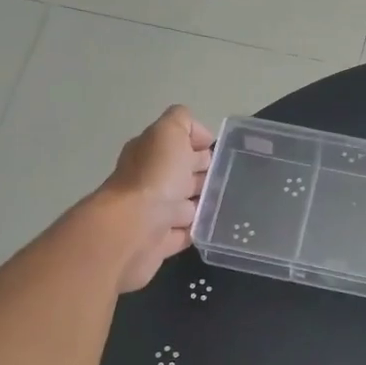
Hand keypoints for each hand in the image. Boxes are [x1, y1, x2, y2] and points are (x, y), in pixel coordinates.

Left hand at [94, 105, 214, 292]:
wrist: (134, 230)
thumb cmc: (155, 177)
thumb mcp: (168, 133)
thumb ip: (182, 122)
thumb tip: (198, 136)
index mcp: (150, 153)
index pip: (178, 144)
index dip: (199, 145)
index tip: (222, 153)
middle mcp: (150, 181)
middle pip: (182, 174)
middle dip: (206, 174)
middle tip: (231, 179)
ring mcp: (154, 213)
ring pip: (186, 205)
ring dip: (204, 203)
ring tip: (230, 203)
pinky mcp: (160, 242)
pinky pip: (185, 233)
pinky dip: (198, 229)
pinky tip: (216, 227)